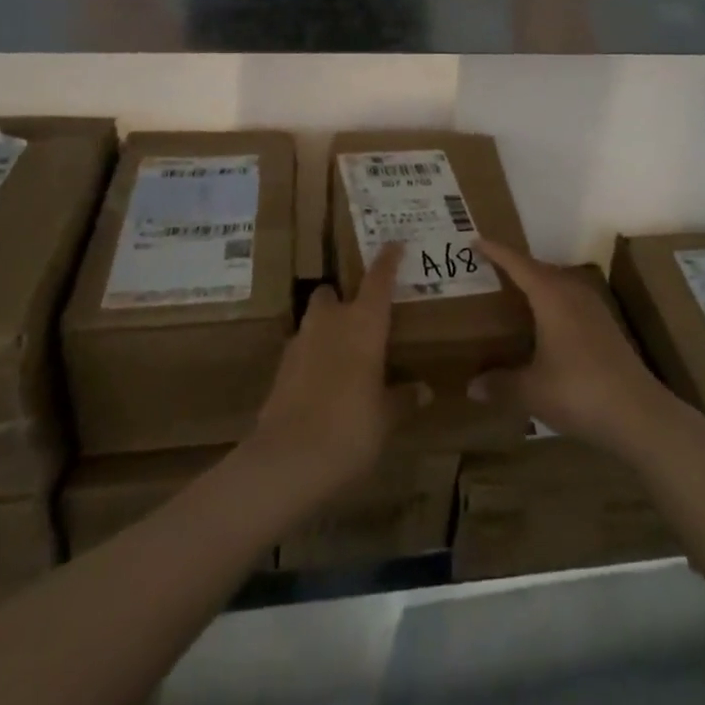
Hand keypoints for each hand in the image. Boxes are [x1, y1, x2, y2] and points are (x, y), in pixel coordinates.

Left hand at [246, 245, 420, 500]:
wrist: (287, 459)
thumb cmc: (350, 428)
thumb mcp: (386, 417)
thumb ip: (403, 398)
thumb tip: (425, 391)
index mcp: (363, 324)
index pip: (378, 281)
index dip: (387, 261)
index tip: (394, 244)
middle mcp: (330, 323)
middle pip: (331, 293)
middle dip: (341, 299)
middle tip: (358, 318)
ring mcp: (300, 343)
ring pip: (312, 321)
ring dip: (324, 329)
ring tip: (340, 354)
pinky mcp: (280, 369)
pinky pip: (300, 351)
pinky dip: (311, 359)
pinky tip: (321, 384)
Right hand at [474, 240, 688, 463]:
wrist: (639, 414)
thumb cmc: (579, 392)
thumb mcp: (532, 391)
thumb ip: (501, 384)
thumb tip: (471, 387)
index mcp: (552, 296)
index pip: (518, 264)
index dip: (496, 252)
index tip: (476, 241)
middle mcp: (573, 293)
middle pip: (540, 269)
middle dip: (515, 266)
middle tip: (491, 269)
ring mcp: (594, 309)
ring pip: (559, 284)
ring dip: (538, 284)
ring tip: (516, 293)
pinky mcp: (607, 327)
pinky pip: (571, 300)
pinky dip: (553, 302)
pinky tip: (547, 324)